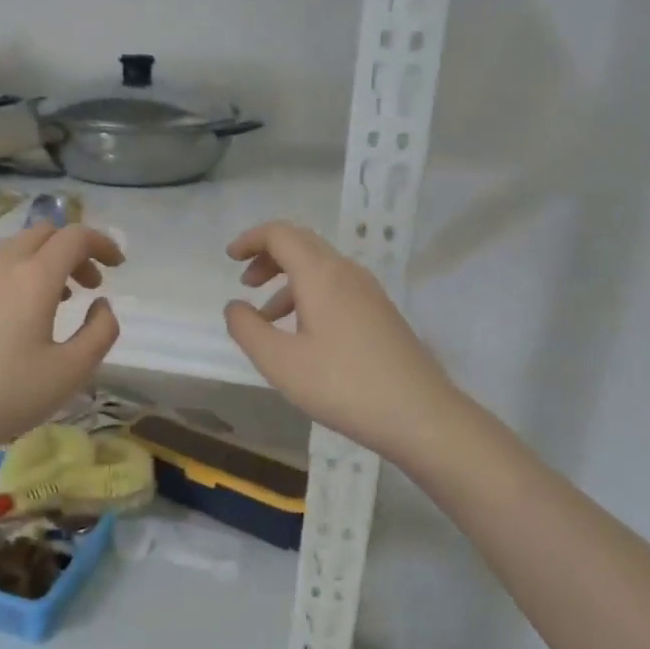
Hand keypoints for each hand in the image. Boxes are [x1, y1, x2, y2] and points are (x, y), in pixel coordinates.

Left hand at [0, 222, 122, 464]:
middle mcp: (0, 266)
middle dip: (74, 250)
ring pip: (14, 249)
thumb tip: (101, 305)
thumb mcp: (71, 372)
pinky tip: (16, 316)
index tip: (118, 265)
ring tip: (58, 300)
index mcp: (34, 277)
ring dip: (44, 261)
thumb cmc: (7, 395)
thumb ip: (100, 332)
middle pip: (43, 233)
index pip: (75, 237)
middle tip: (90, 285)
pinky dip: (17, 275)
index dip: (103, 243)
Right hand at [224, 221, 460, 464]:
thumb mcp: (280, 362)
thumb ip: (248, 329)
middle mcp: (347, 273)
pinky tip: (302, 335)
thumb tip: (235, 306)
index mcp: (321, 275)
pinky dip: (309, 297)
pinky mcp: (381, 314)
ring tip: (266, 318)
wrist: (419, 414)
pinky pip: (337, 289)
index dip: (251, 239)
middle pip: (302, 244)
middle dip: (268, 257)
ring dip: (288, 281)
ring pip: (321, 269)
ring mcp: (369, 293)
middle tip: (245, 283)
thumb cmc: (342, 385)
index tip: (229, 258)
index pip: (281, 234)